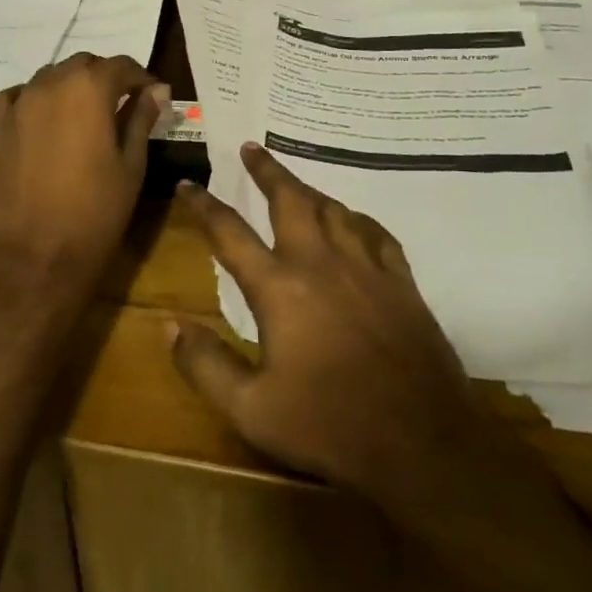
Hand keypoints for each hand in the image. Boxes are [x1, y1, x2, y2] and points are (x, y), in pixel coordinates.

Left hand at [0, 53, 167, 296]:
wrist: (37, 257)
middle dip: (106, 78)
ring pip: (51, 76)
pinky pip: (19, 95)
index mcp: (89, 89)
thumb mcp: (131, 164)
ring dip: (71, 86)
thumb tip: (156, 90)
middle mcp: (51, 83)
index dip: (141, 78)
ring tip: (84, 116)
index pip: (121, 65)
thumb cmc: (96, 212)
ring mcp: (20, 103)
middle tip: (121, 106)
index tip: (152, 96)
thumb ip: (141, 118)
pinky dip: (36, 98)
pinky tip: (46, 120)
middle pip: (84, 64)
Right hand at [170, 144, 504, 511]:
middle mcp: (320, 262)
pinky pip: (376, 233)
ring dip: (309, 190)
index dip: (204, 205)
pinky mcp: (401, 281)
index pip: (230, 232)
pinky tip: (354, 222)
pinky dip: (358, 220)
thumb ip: (206, 366)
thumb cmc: (329, 426)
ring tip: (296, 184)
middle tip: (252, 148)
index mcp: (279, 288)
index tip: (188, 183)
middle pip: (289, 199)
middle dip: (267, 170)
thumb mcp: (252, 411)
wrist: (422, 443)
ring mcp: (365, 267)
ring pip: (333, 209)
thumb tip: (170, 325)